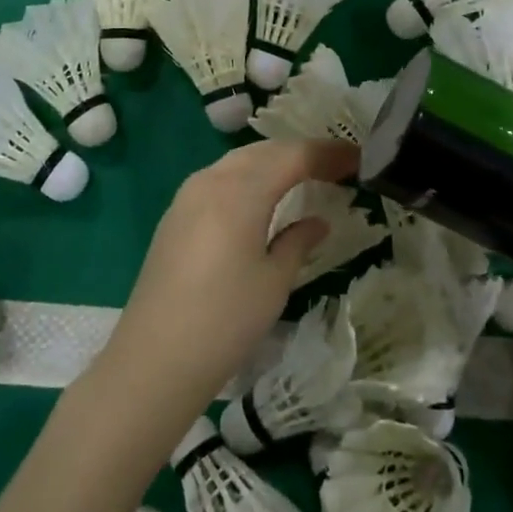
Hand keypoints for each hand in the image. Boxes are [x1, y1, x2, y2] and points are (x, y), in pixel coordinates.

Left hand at [95, 138, 357, 429]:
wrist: (154, 360)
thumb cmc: (225, 321)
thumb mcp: (274, 281)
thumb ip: (298, 242)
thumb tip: (317, 222)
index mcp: (240, 191)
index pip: (293, 156)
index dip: (328, 154)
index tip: (358, 159)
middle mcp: (211, 181)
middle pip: (264, 151)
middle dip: (301, 153)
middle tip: (336, 166)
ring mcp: (187, 197)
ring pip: (238, 162)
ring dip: (273, 162)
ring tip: (304, 176)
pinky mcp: (175, 216)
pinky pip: (219, 179)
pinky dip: (249, 178)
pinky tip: (262, 198)